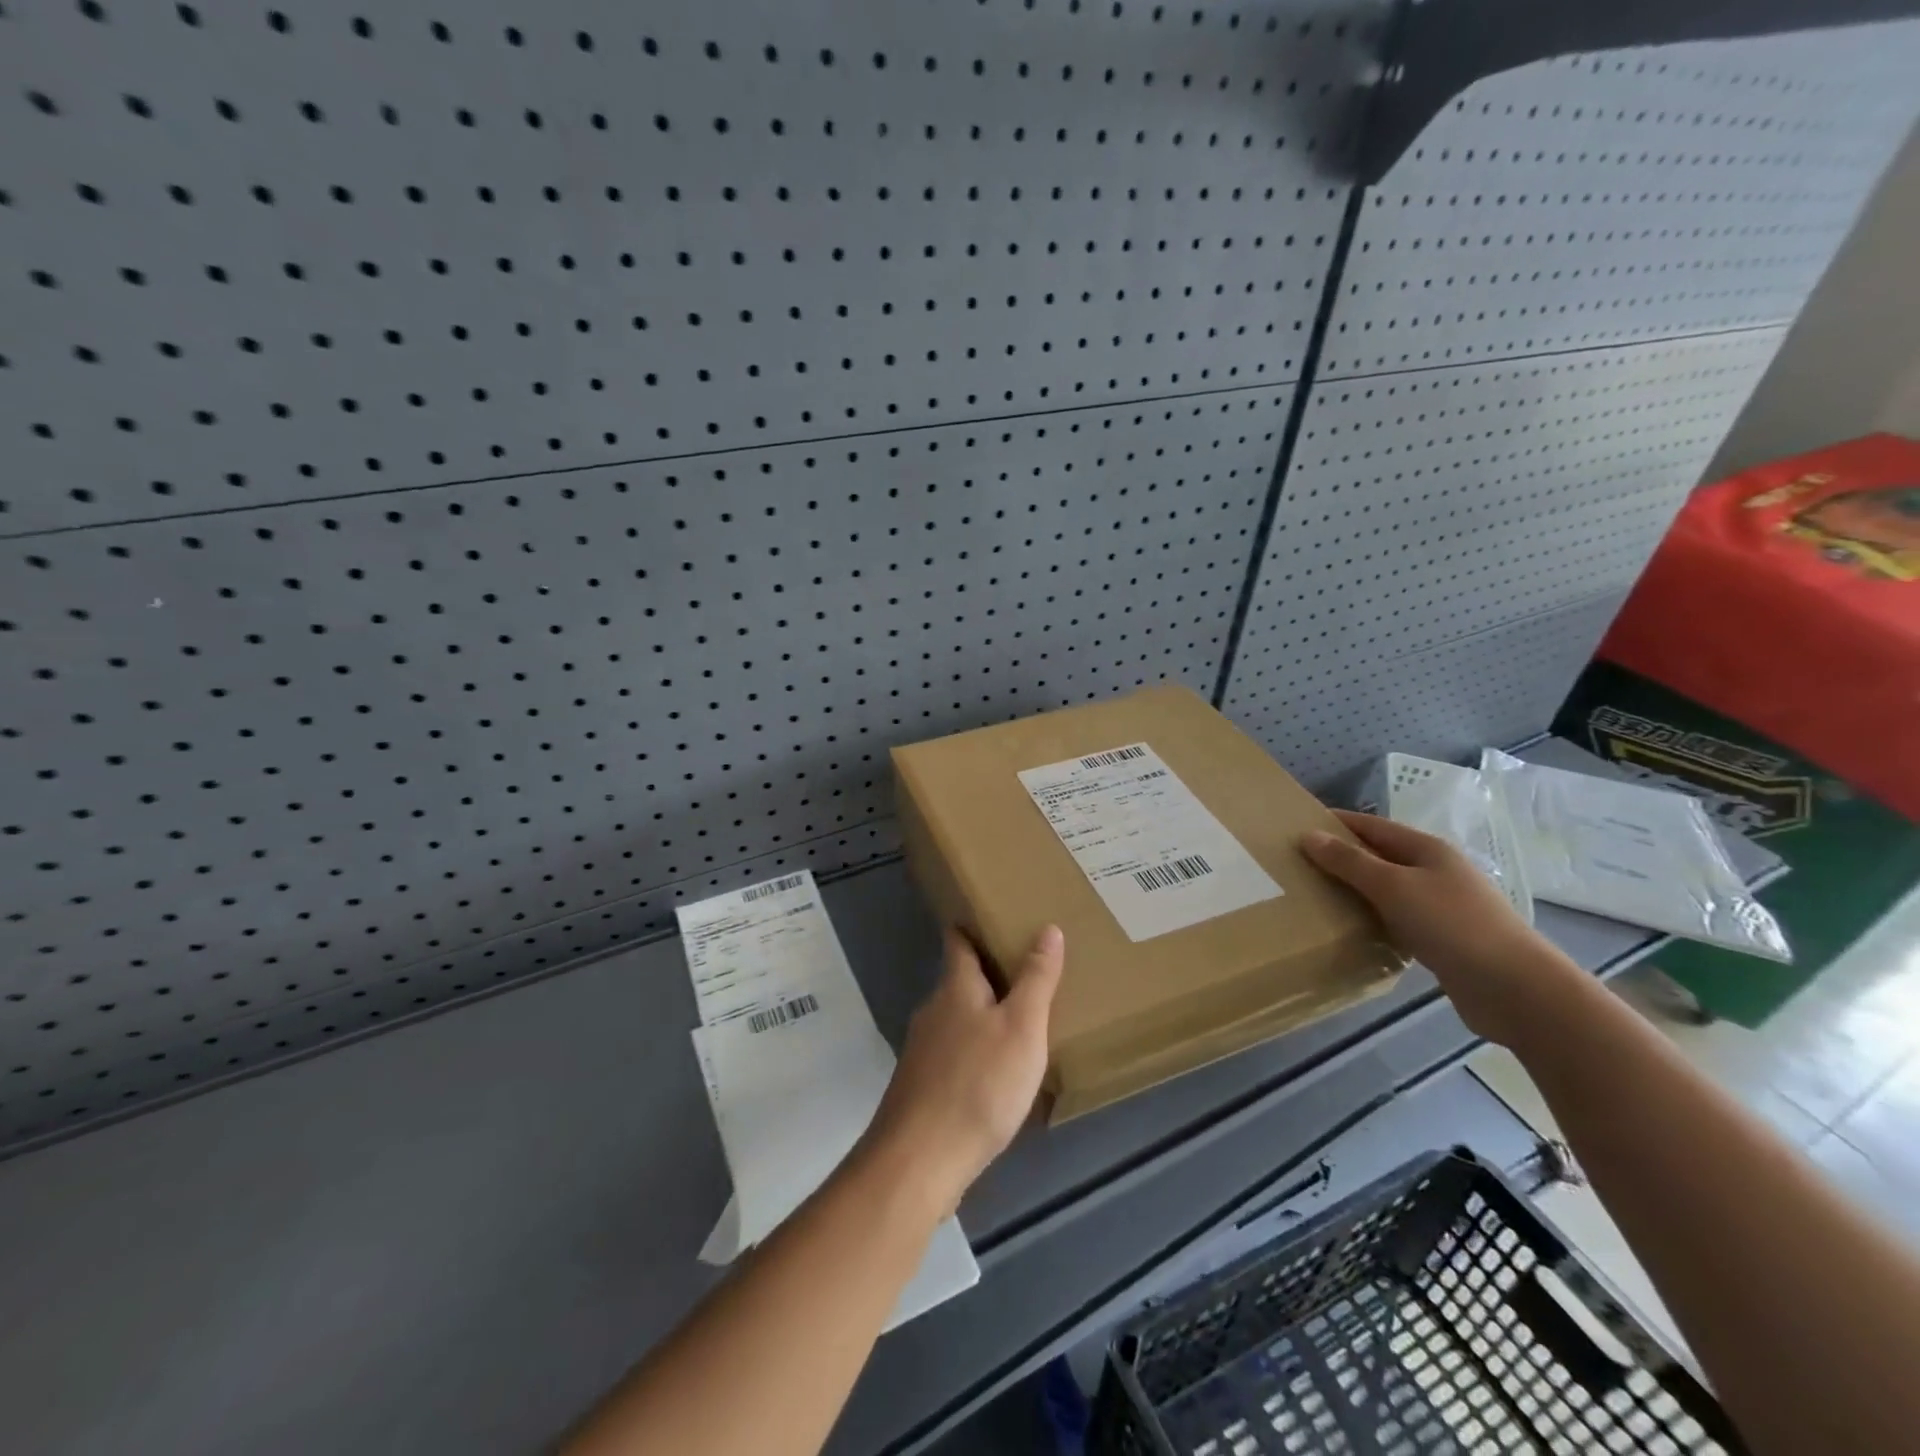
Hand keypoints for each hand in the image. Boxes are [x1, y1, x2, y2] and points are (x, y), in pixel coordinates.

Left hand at [861, 925, 1064, 1215]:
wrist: (920, 1159)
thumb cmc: (978, 1083)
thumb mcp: (1021, 1027)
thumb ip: (1036, 979)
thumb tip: (1046, 928)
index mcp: (955, 988)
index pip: (958, 941)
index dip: (972, 925)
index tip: (992, 914)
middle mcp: (933, 1010)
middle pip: (959, 980)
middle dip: (988, 973)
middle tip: (1027, 968)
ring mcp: (923, 1051)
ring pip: (957, 1019)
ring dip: (983, 1014)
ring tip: (1020, 1019)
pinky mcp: (922, 1087)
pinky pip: (954, 1054)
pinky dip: (976, 1050)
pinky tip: (997, 1072)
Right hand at [1302, 810, 1582, 1046]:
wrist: (1515, 989)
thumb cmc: (1452, 925)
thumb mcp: (1393, 887)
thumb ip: (1349, 862)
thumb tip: (1309, 835)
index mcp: (1427, 849)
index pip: (1371, 826)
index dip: (1335, 823)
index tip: (1295, 827)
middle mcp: (1435, 872)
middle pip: (1379, 857)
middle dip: (1341, 859)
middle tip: (1297, 867)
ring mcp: (1442, 906)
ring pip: (1387, 890)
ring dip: (1355, 892)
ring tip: (1314, 898)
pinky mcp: (1443, 939)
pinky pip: (1397, 920)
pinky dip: (1373, 920)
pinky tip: (1351, 931)